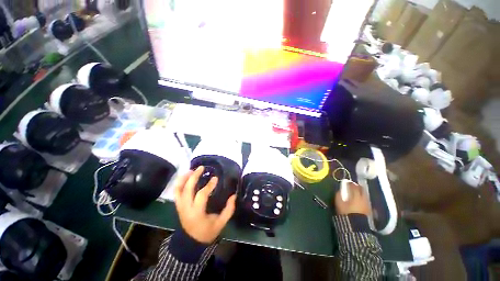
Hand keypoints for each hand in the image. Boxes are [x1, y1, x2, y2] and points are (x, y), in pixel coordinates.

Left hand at [174, 166, 236, 243]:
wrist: (190, 243)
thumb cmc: (207, 233)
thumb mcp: (220, 223)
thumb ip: (228, 209)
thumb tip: (233, 196)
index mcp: (197, 213)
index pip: (201, 195)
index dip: (209, 185)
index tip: (215, 178)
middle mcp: (186, 208)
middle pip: (187, 189)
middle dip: (194, 176)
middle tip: (201, 168)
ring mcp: (180, 207)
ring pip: (178, 189)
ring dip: (184, 178)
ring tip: (192, 170)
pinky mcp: (178, 206)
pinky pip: (176, 193)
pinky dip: (179, 183)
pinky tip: (185, 177)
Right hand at [334, 180, 370, 215]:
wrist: (356, 226)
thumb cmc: (346, 213)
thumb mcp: (339, 203)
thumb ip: (339, 195)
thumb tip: (340, 190)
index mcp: (355, 195)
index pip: (353, 186)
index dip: (350, 184)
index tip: (347, 182)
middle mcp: (363, 198)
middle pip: (362, 189)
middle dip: (358, 187)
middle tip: (353, 186)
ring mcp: (367, 204)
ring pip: (365, 195)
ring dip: (361, 193)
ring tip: (357, 193)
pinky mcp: (370, 210)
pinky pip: (366, 201)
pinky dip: (363, 199)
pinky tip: (360, 201)